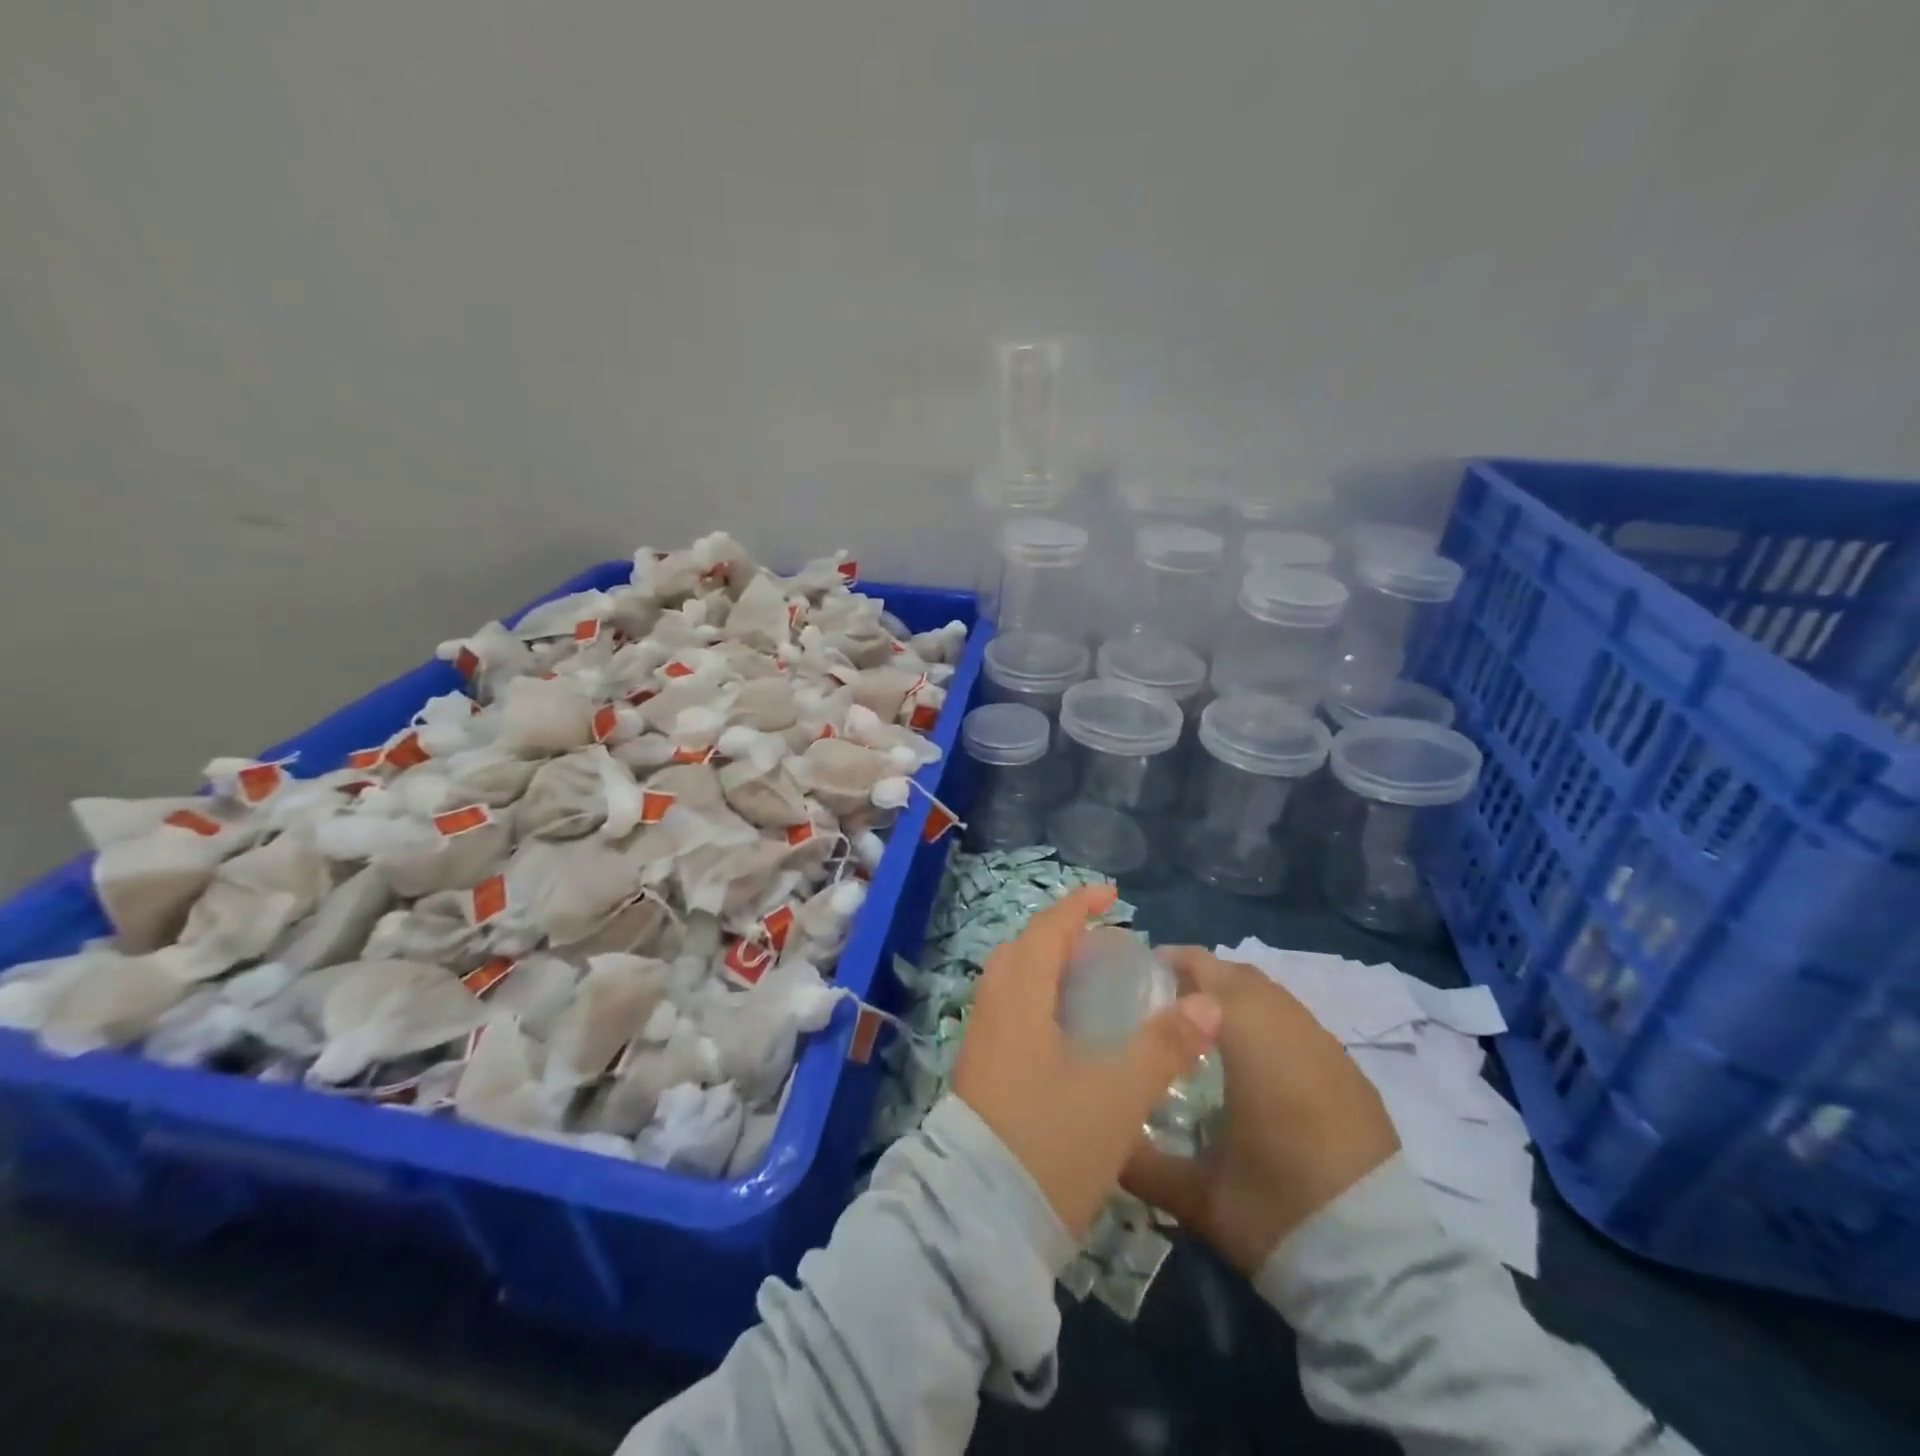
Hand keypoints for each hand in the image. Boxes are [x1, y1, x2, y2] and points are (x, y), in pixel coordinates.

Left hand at [951, 886, 1222, 1239]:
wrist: (981, 1219)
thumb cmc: (1051, 1142)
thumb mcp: (1118, 1094)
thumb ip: (1164, 1045)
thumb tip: (1207, 1002)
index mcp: (1019, 998)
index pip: (1047, 930)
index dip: (1078, 906)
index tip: (1111, 894)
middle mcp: (993, 1009)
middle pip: (1023, 951)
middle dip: (1061, 936)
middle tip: (1103, 945)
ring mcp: (981, 1042)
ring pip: (1013, 983)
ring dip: (1048, 969)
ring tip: (1090, 983)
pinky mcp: (980, 1072)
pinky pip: (1009, 1012)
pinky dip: (1038, 1000)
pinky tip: (1067, 1033)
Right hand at [1121, 949, 1400, 1273]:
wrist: (1380, 1270)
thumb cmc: (1277, 1212)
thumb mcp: (1196, 1194)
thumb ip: (1140, 1162)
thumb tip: (1101, 1142)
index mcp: (1250, 1038)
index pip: (1204, 972)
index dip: (1170, 963)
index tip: (1137, 976)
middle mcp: (1292, 1028)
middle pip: (1240, 975)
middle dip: (1201, 976)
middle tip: (1164, 1001)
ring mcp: (1329, 1049)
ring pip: (1274, 997)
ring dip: (1237, 999)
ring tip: (1204, 1029)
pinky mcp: (1354, 1076)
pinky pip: (1300, 1026)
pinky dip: (1270, 1025)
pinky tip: (1254, 1065)